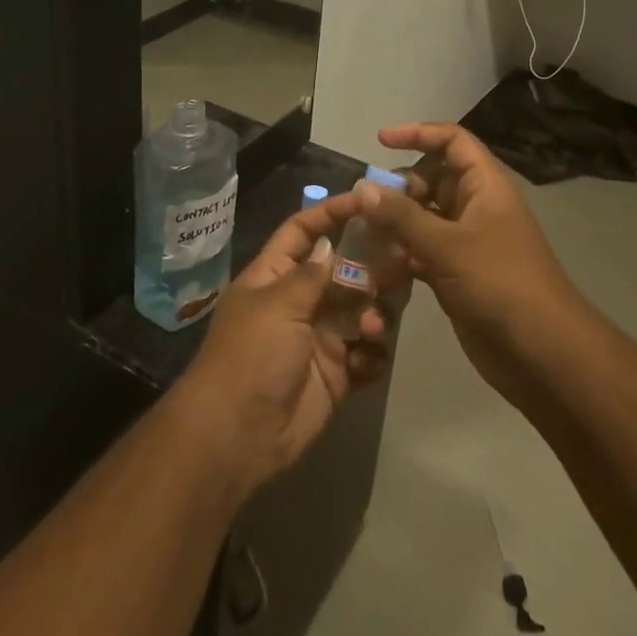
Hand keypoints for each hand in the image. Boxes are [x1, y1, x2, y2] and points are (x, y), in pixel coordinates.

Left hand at [176, 193, 393, 493]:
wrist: (237, 435)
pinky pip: (366, 353)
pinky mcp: (336, 372)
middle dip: (369, 268)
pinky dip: (373, 354)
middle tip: (399, 265)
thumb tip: (329, 245)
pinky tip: (369, 360)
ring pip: (360, 310)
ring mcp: (319, 337)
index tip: (367, 200)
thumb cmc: (251, 356)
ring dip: (373, 314)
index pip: (303, 231)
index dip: (331, 213)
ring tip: (372, 328)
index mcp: (275, 276)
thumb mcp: (278, 304)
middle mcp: (299, 301)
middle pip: (342, 270)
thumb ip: (311, 275)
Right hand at [355, 123, 581, 399]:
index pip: (452, 142)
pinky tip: (374, 268)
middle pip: (432, 180)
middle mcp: (475, 208)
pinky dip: (400, 256)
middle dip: (398, 187)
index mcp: (484, 186)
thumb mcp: (447, 244)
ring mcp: (466, 243)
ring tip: (360, 235)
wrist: (541, 352)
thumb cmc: (499, 283)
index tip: (380, 141)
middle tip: (364, 205)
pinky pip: (421, 252)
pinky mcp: (456, 275)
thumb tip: (362, 188)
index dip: (418, 134)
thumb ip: (402, 216)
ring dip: (394, 224)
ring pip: (422, 219)